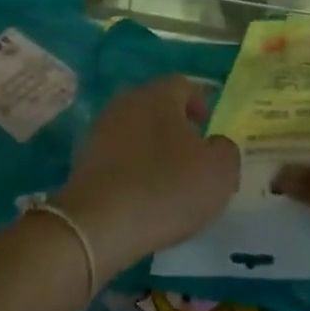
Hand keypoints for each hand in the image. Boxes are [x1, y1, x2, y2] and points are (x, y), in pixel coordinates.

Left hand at [55, 76, 239, 275]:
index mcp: (158, 96)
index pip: (183, 85)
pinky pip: (118, 157)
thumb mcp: (219, 171)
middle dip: (176, 126)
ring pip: (136, 132)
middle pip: (156, 107)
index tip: (209, 127)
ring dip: (153, 149)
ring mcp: (99, 132)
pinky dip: (133, 169)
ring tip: (170, 179)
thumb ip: (225, 150)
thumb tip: (215, 145)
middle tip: (194, 154)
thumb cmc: (167, 187)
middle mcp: (125, 104)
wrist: (99, 225)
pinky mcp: (83, 162)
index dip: (200, 102)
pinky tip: (144, 195)